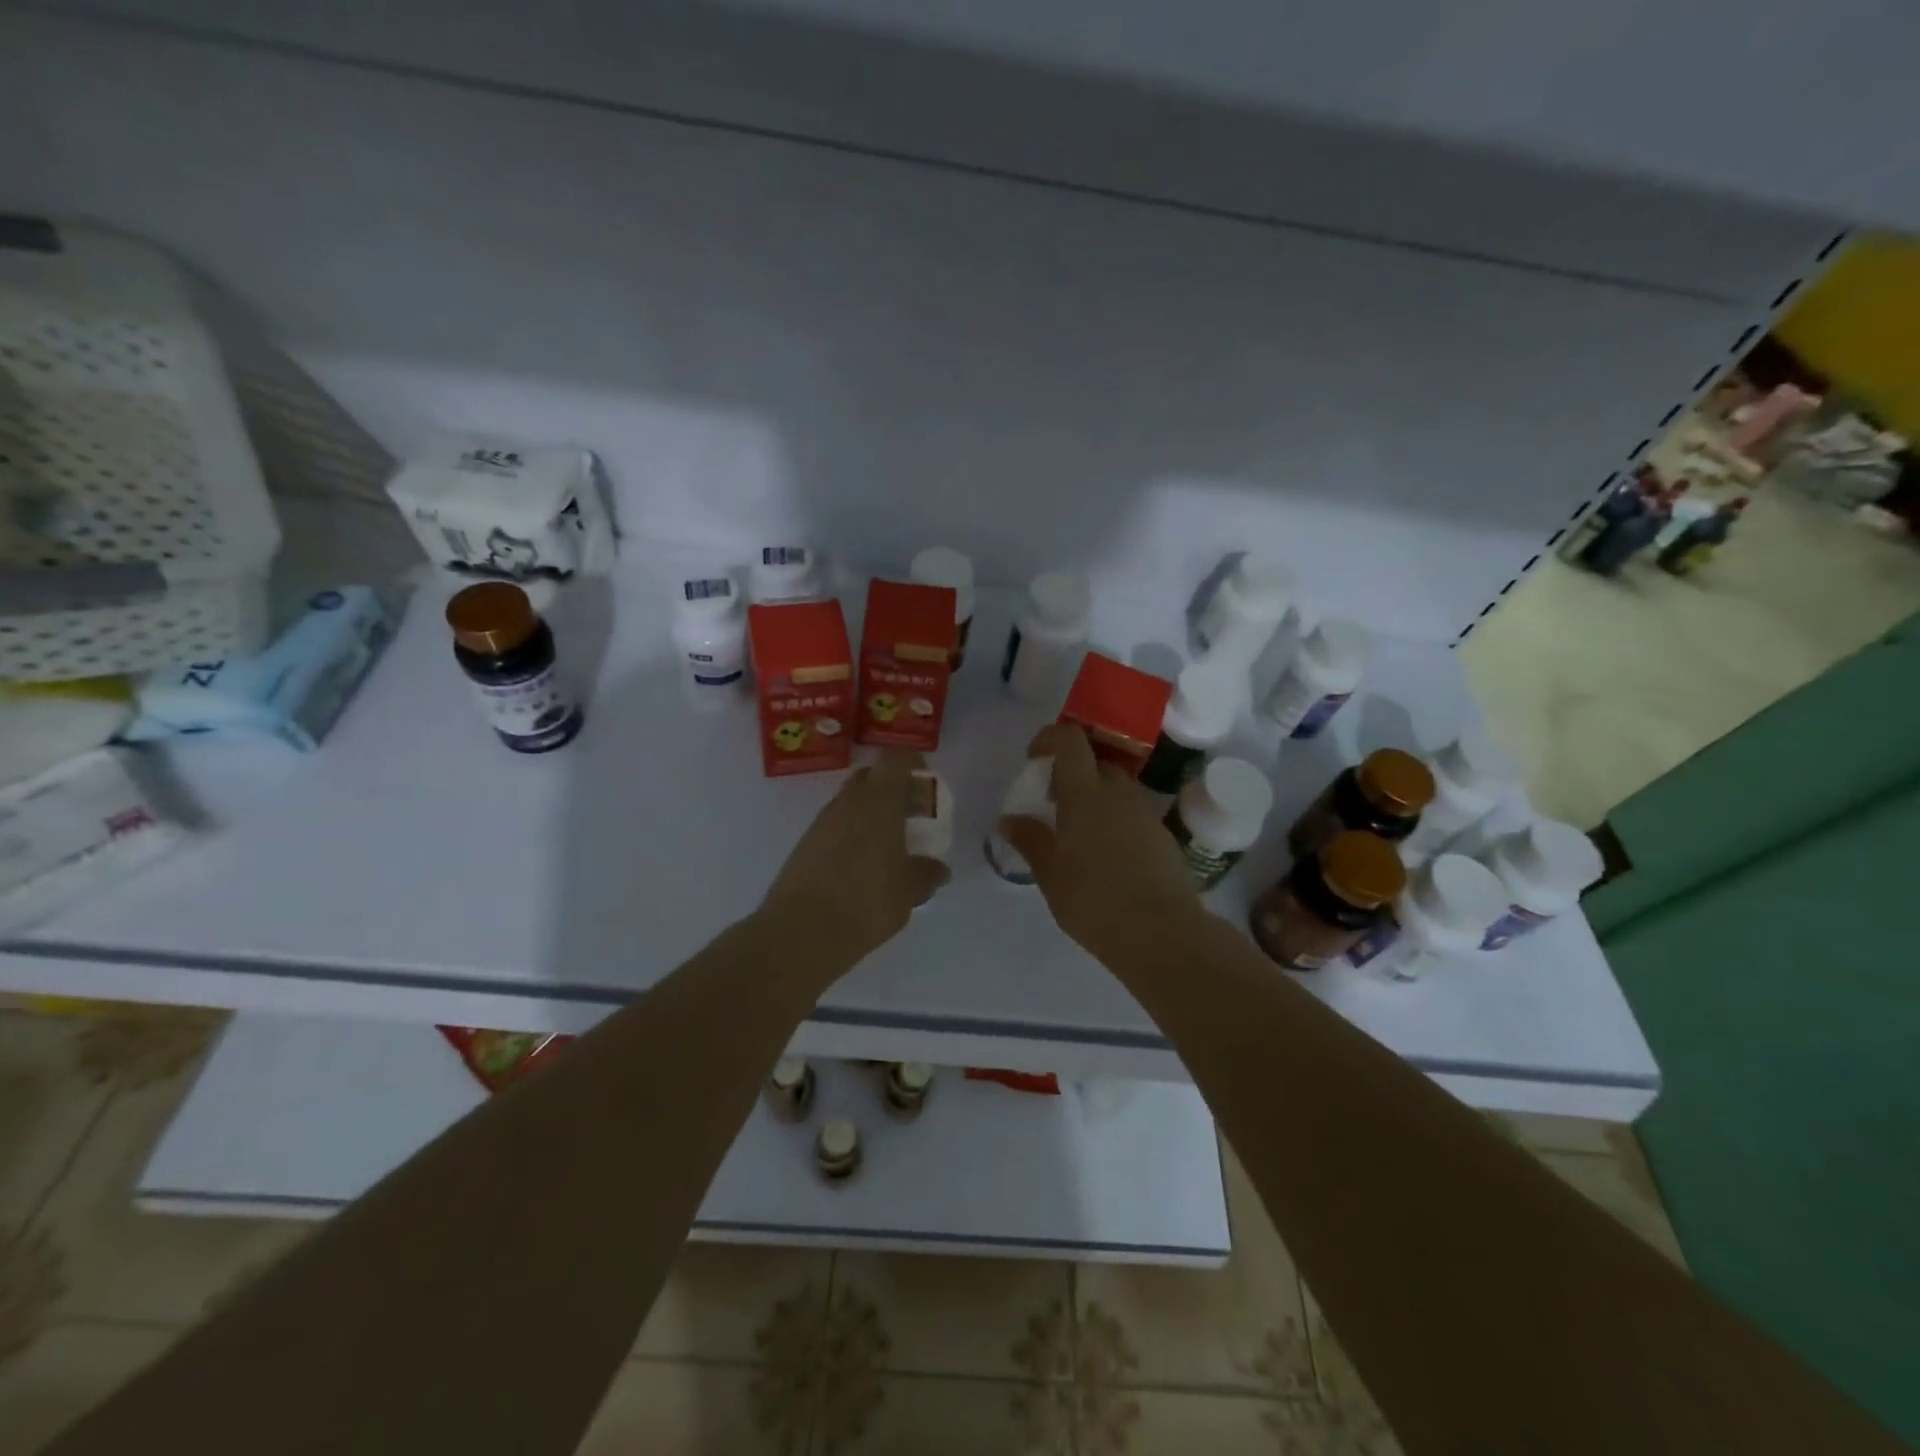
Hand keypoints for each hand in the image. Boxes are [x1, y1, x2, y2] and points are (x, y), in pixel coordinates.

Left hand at [760, 751, 951, 968]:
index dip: (913, 764)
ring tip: (889, 846)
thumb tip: (938, 869)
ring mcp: (822, 822)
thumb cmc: (867, 901)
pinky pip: (836, 827)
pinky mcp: (805, 845)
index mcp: (879, 800)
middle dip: (893, 788)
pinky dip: (852, 834)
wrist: (802, 931)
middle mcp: (849, 802)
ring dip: (871, 813)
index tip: (926, 782)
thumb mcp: (909, 891)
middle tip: (911, 815)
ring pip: (851, 802)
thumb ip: (926, 874)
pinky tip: (863, 866)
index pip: (896, 760)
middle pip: (872, 777)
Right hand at [998, 724, 1203, 961]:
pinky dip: (1114, 819)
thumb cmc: (1094, 900)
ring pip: (1115, 788)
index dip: (1050, 738)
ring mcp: (1145, 812)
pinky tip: (1106, 856)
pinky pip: (1132, 812)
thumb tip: (1008, 820)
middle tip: (1052, 803)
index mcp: (1085, 793)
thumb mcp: (1050, 873)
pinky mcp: (1162, 835)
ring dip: (1094, 797)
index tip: (1034, 759)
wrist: (1162, 933)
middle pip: (1094, 762)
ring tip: (1077, 834)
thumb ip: (1030, 840)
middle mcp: (1118, 792)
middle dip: (1071, 773)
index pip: (1070, 739)